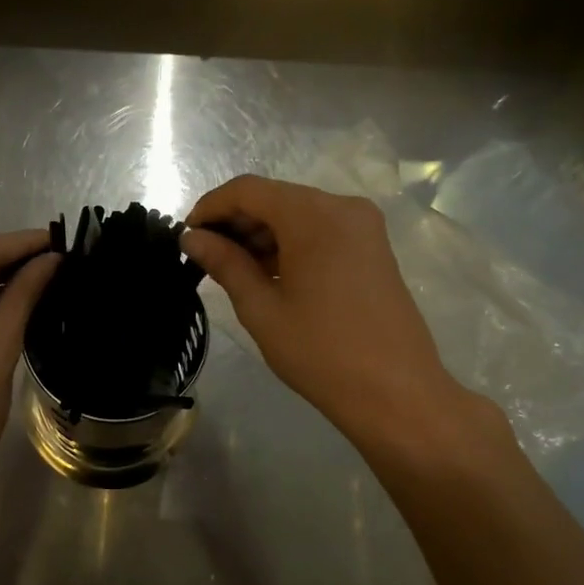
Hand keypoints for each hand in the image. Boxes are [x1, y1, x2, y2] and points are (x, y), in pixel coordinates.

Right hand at [182, 176, 505, 468]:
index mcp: (315, 215)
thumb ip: (224, 263)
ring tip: (232, 270)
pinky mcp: (372, 247)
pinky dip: (289, 243)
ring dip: (262, 234)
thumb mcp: (262, 308)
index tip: (186, 235)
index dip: (211, 206)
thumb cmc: (321, 352)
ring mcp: (363, 226)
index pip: (248, 190)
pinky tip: (268, 274)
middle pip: (274, 197)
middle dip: (236, 221)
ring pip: (297, 213)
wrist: (397, 394)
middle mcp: (342, 207)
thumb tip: (191, 237)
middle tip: (205, 257)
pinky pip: (320, 229)